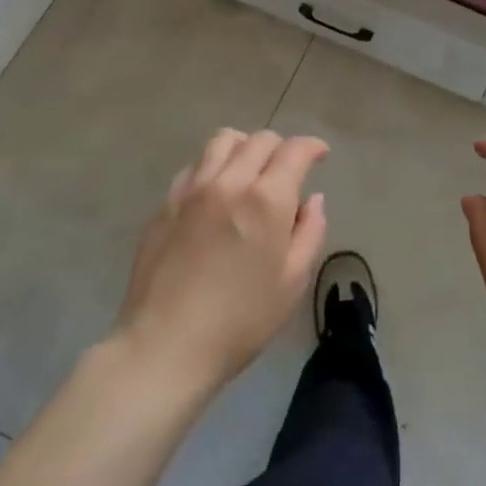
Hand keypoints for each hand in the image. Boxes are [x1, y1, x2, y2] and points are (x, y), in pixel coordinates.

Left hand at [114, 129, 328, 393]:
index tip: (320, 154)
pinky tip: (216, 192)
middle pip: (259, 140)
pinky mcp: (166, 203)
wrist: (166, 345)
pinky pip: (195, 166)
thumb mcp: (292, 282)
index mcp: (266, 199)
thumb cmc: (241, 321)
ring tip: (250, 170)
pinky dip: (213, 166)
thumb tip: (312, 199)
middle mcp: (229, 181)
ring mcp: (192, 189)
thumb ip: (309, 232)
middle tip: (288, 170)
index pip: (294, 151)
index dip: (312, 146)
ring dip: (244, 147)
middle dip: (281, 148)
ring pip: (222, 141)